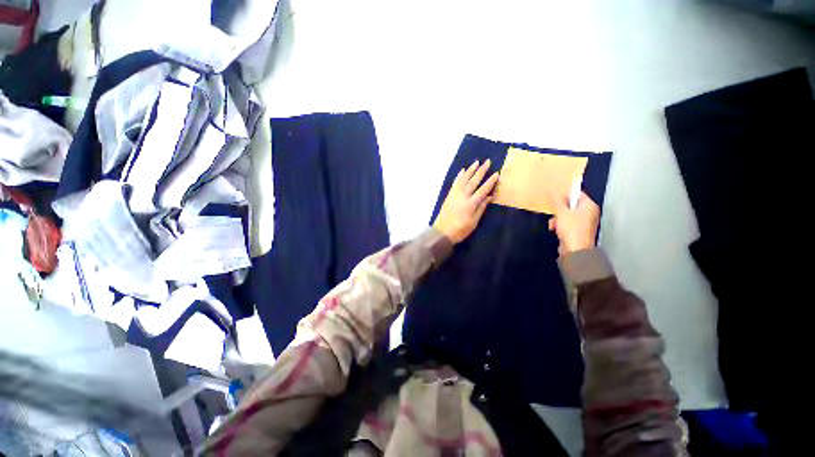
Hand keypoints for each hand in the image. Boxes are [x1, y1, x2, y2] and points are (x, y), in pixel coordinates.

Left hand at [433, 159, 499, 243]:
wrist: (442, 232)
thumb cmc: (460, 230)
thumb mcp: (474, 222)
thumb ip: (481, 208)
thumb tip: (489, 197)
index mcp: (470, 204)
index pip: (482, 190)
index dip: (490, 182)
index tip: (496, 174)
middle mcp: (462, 196)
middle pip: (473, 181)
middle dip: (481, 171)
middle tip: (487, 161)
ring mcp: (454, 195)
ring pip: (463, 179)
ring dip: (470, 170)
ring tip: (476, 162)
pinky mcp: (449, 195)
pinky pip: (455, 183)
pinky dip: (459, 176)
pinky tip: (462, 171)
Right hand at [548, 192, 599, 255]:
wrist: (575, 250)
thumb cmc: (571, 229)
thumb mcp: (562, 212)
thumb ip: (557, 201)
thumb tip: (554, 191)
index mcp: (589, 206)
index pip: (577, 193)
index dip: (565, 194)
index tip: (554, 196)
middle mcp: (589, 213)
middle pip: (571, 205)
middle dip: (559, 209)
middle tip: (553, 212)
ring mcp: (584, 222)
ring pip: (567, 215)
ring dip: (558, 218)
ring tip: (553, 224)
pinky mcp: (578, 231)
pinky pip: (567, 223)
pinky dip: (560, 225)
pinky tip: (555, 229)